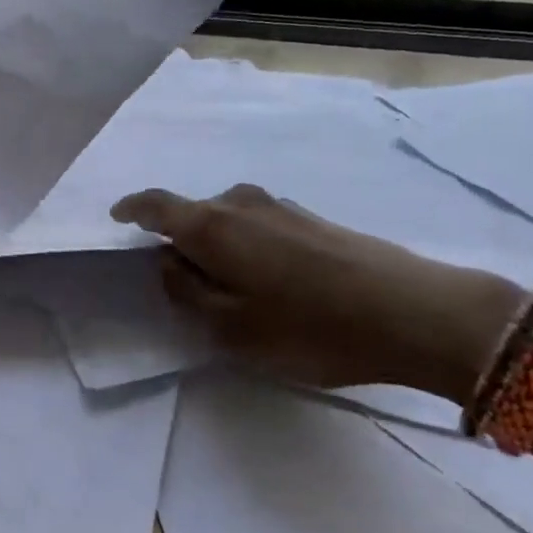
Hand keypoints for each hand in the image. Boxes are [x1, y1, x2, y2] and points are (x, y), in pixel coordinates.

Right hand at [110, 184, 522, 401]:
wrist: (415, 312)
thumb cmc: (312, 328)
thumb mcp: (233, 328)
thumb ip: (188, 293)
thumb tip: (168, 263)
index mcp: (214, 226)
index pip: (157, 205)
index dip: (132, 210)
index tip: (117, 219)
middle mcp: (242, 203)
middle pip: (194, 214)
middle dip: (179, 242)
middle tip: (182, 286)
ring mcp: (281, 207)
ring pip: (229, 222)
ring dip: (217, 248)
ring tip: (228, 291)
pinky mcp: (312, 219)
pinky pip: (258, 227)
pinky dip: (246, 248)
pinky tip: (269, 284)